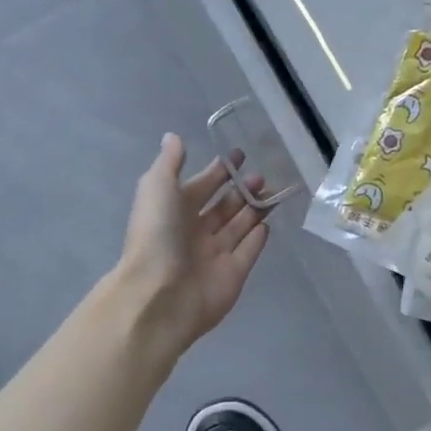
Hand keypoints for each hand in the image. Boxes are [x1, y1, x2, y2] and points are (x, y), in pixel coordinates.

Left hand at [116, 134, 271, 356]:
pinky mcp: (233, 274)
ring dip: (254, 208)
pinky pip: (249, 251)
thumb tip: (173, 136)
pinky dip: (258, 237)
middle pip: (222, 206)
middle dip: (241, 189)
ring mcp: (214, 254)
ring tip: (274, 189)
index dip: (219, 170)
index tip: (240, 154)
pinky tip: (270, 222)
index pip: (201, 185)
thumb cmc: (157, 234)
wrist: (160, 294)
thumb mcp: (157, 186)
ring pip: (239, 226)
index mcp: (174, 210)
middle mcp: (194, 232)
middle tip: (262, 174)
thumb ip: (169, 161)